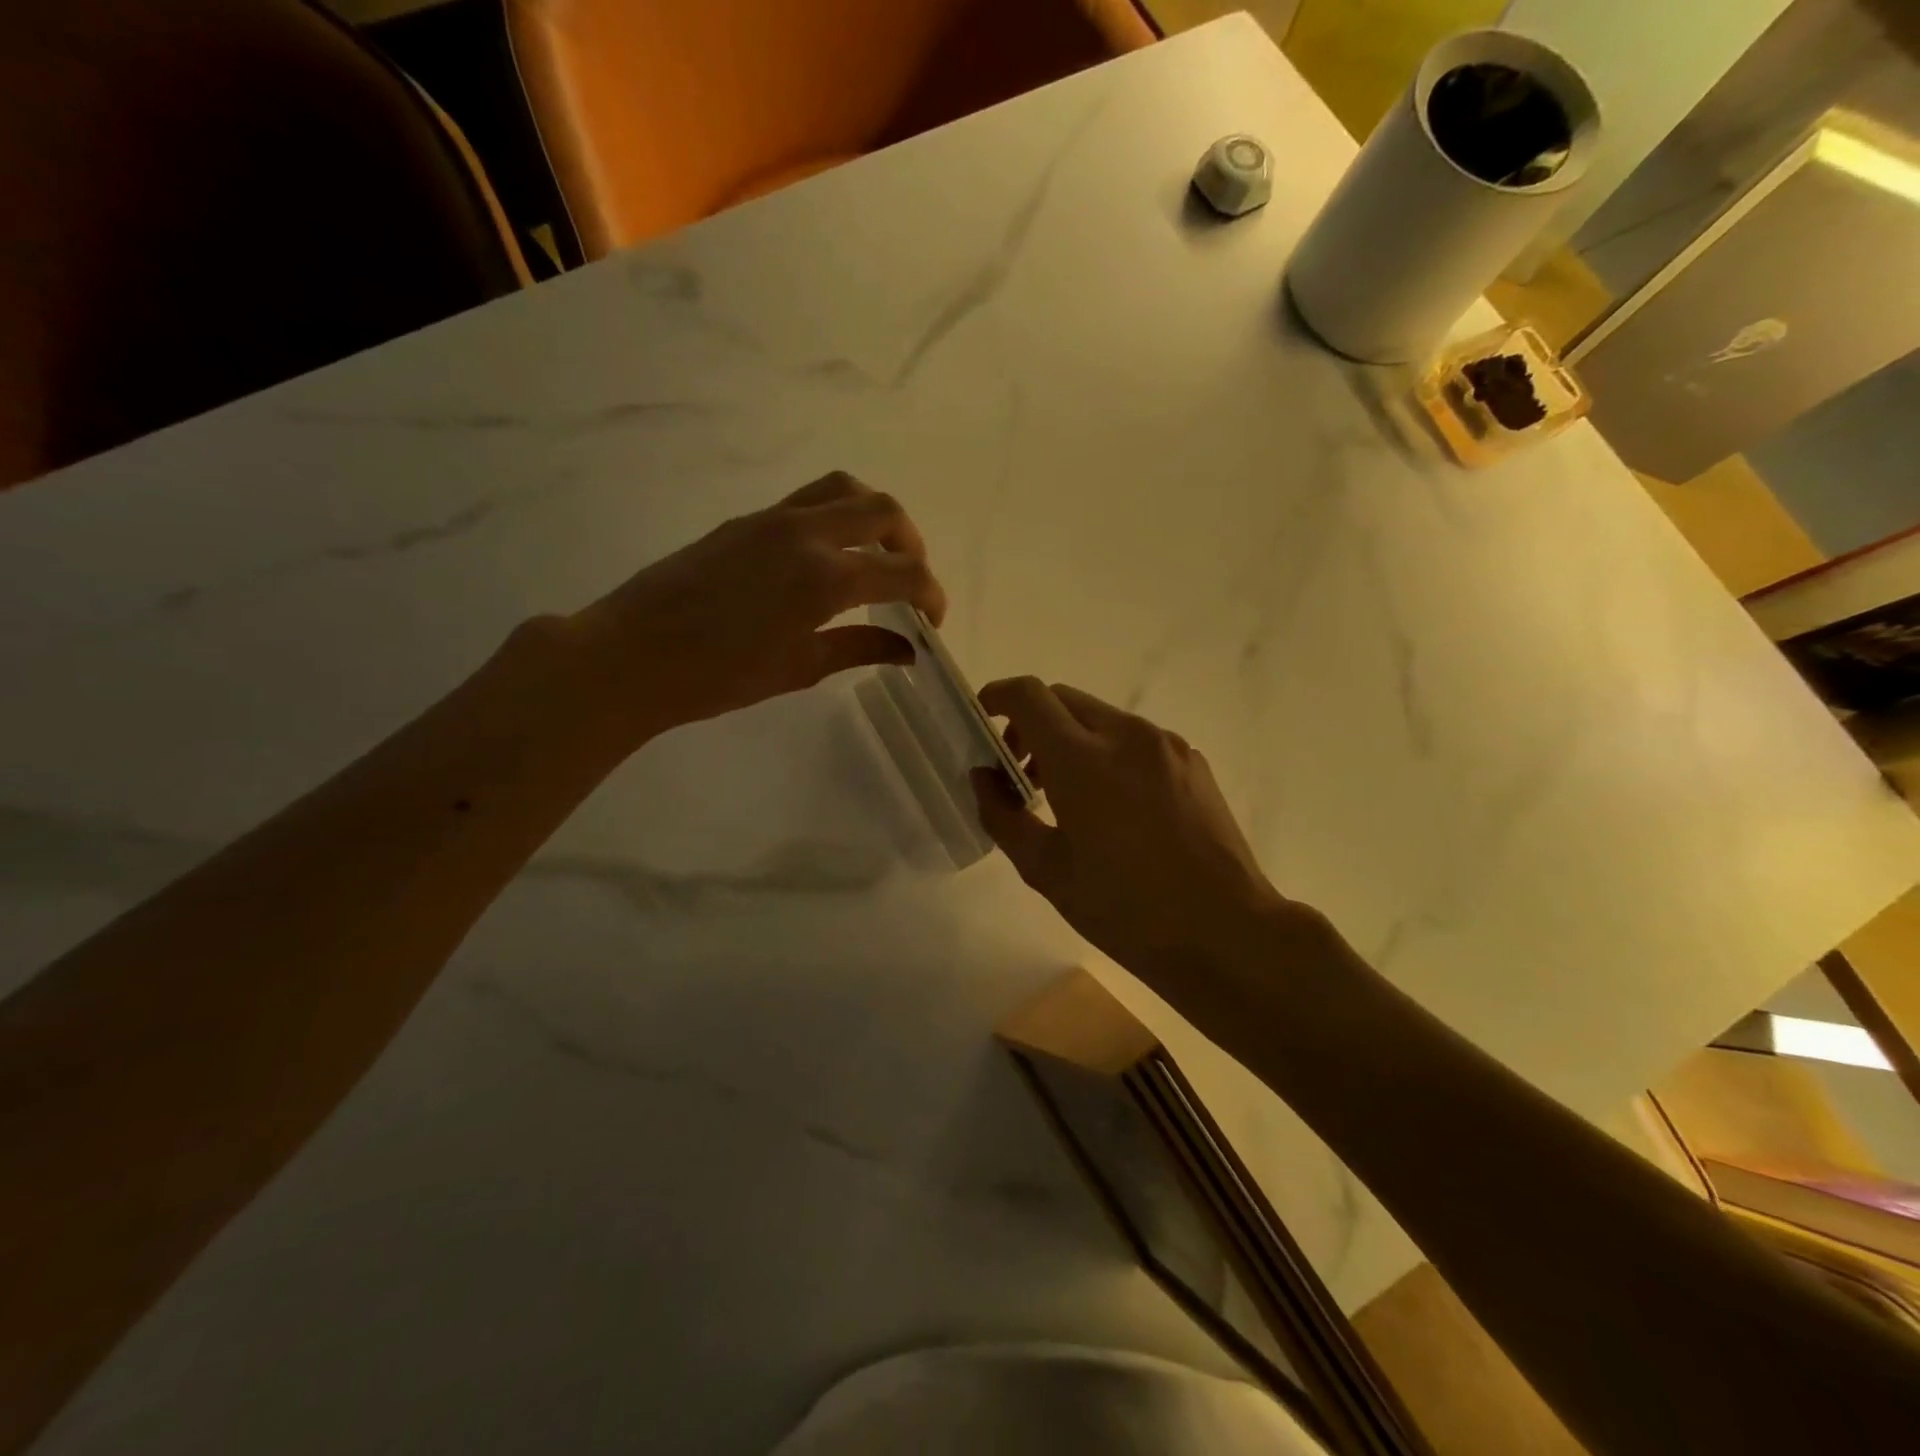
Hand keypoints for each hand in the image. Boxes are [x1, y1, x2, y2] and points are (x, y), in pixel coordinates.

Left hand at [567, 473, 946, 744]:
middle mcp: (806, 533)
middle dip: (910, 544)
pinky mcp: (745, 521)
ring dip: (873, 516)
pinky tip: (827, 559)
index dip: (931, 594)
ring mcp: (772, 519)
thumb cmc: (719, 676)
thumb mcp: (799, 668)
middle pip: (883, 510)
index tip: (932, 620)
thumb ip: (859, 648)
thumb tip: (907, 649)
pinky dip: (836, 517)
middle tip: (909, 581)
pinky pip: (807, 501)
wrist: (632, 655)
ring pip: (843, 489)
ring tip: (874, 555)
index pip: (904, 572)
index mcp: (825, 578)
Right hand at [972, 679, 1323, 1006]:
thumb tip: (984, 777)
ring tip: (1066, 796)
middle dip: (1031, 723)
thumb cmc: (1125, 909)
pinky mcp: (1192, 761)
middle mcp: (1126, 735)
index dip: (997, 697)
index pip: (1030, 696)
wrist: (1225, 931)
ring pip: (1100, 717)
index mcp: (1083, 759)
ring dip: (1070, 739)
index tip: (983, 722)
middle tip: (1021, 774)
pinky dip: (1107, 753)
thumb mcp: (1046, 871)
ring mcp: (1165, 745)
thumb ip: (1003, 815)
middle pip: (1063, 699)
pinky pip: (1135, 739)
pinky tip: (1114, 807)